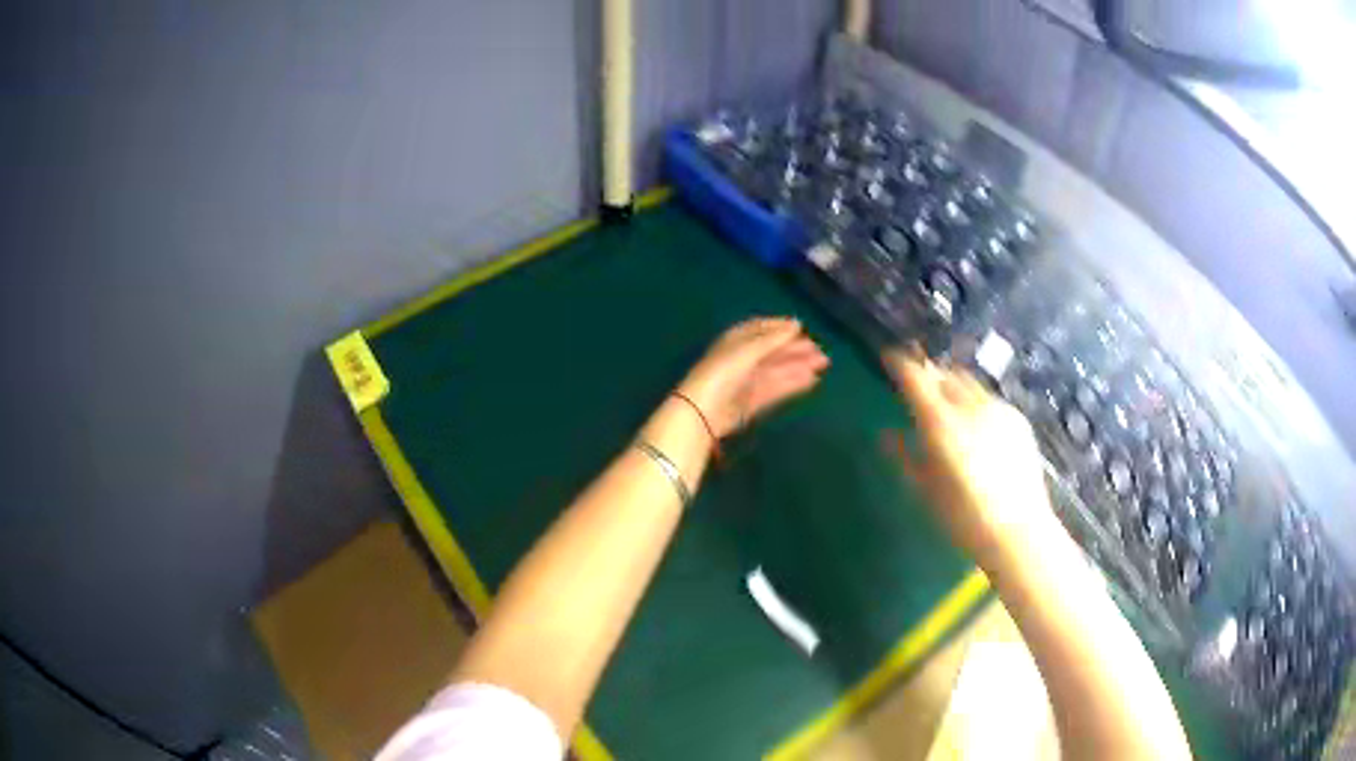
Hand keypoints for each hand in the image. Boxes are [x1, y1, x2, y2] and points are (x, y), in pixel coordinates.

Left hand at [678, 318, 828, 437]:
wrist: (703, 411)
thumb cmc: (722, 373)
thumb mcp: (747, 351)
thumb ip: (772, 339)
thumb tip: (796, 324)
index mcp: (734, 341)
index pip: (759, 329)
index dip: (779, 327)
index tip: (801, 327)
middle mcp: (740, 359)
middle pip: (771, 351)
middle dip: (795, 349)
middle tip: (821, 351)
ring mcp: (745, 382)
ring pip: (776, 371)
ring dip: (798, 366)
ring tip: (822, 365)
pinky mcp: (750, 403)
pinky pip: (775, 389)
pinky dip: (792, 384)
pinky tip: (810, 380)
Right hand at [883, 351, 1056, 563]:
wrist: (1017, 530)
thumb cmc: (963, 517)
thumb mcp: (925, 490)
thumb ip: (904, 456)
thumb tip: (886, 434)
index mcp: (941, 423)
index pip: (915, 377)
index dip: (899, 363)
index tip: (888, 357)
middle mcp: (970, 406)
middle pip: (944, 374)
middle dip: (928, 373)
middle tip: (916, 381)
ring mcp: (998, 409)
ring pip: (968, 383)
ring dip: (952, 384)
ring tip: (945, 399)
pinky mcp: (1017, 418)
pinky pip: (989, 399)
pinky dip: (974, 402)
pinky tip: (974, 422)